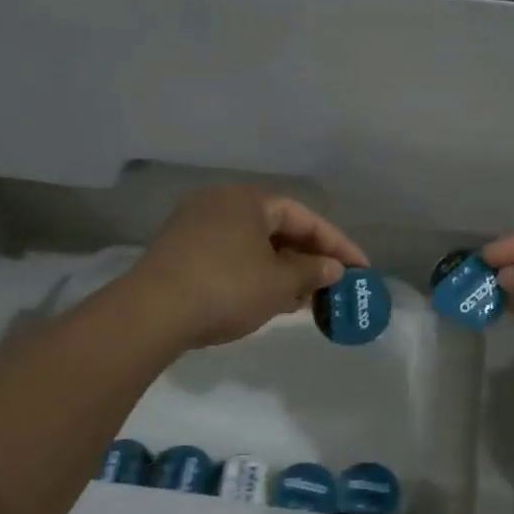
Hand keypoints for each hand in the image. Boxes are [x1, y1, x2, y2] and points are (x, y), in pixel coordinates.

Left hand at [126, 186, 370, 350]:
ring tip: (304, 299)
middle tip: (331, 284)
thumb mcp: (279, 282)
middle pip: (278, 229)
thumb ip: (312, 271)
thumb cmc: (227, 288)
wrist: (152, 313)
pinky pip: (231, 258)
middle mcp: (221, 203)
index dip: (337, 244)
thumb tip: (334, 268)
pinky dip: (255, 276)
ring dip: (282, 270)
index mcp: (248, 200)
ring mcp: (195, 227)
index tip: (361, 268)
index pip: (305, 217)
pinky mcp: (179, 253)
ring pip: (254, 246)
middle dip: (308, 258)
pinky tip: (268, 301)